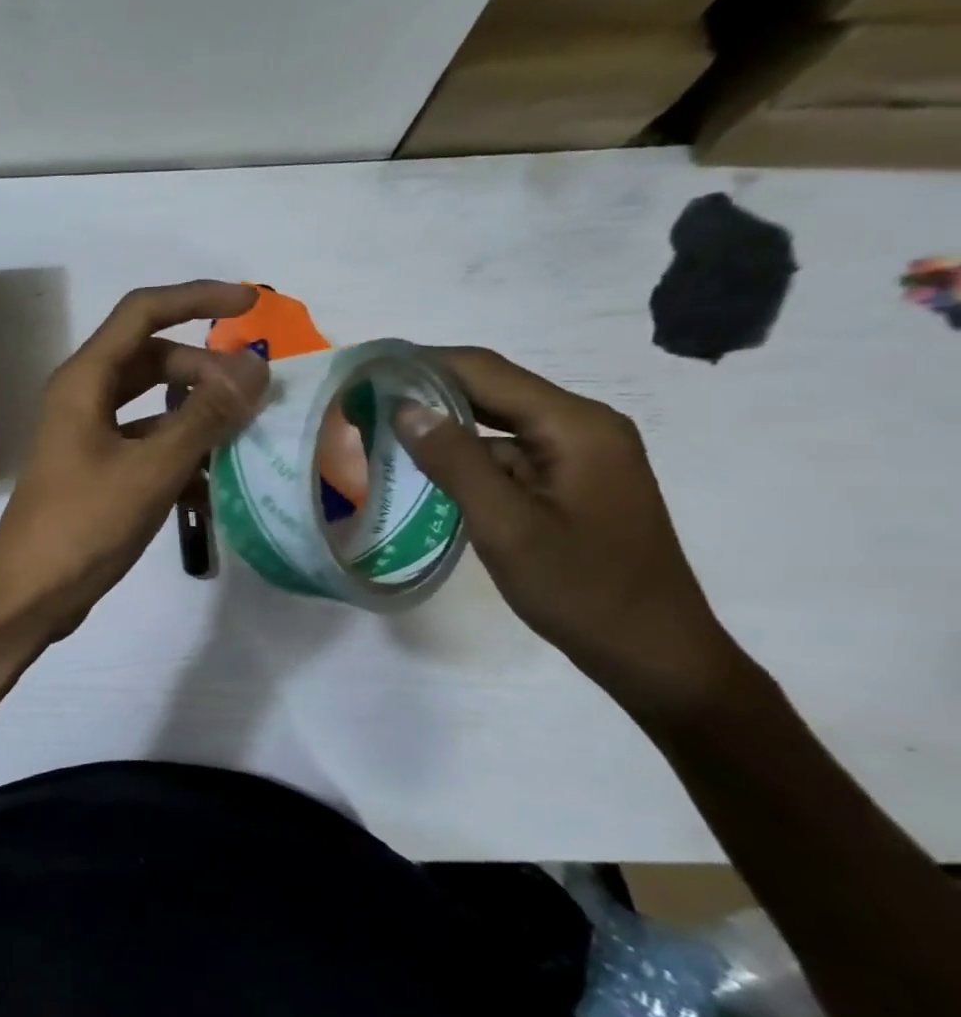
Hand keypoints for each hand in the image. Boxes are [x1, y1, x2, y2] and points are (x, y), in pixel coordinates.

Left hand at [0, 281, 268, 640]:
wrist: (28, 593)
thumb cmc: (84, 526)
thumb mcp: (152, 469)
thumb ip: (204, 416)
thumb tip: (254, 367)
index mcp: (84, 381)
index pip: (143, 312)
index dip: (197, 298)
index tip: (250, 304)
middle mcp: (81, 399)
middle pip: (151, 359)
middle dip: (203, 369)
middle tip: (253, 395)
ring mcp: (85, 437)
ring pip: (150, 406)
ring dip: (195, 415)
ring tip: (244, 437)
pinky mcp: (92, 472)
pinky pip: (143, 445)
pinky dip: (177, 455)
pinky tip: (213, 485)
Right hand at [395, 347, 746, 717]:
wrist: (652, 652)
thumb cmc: (581, 589)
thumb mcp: (507, 526)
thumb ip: (456, 463)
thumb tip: (405, 409)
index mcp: (576, 426)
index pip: (487, 372)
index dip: (425, 364)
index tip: (368, 369)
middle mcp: (582, 427)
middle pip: (494, 392)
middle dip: (429, 392)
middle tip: (364, 399)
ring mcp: (579, 457)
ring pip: (498, 426)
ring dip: (444, 427)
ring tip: (380, 432)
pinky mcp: (570, 485)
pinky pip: (508, 457)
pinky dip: (465, 459)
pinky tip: (425, 472)